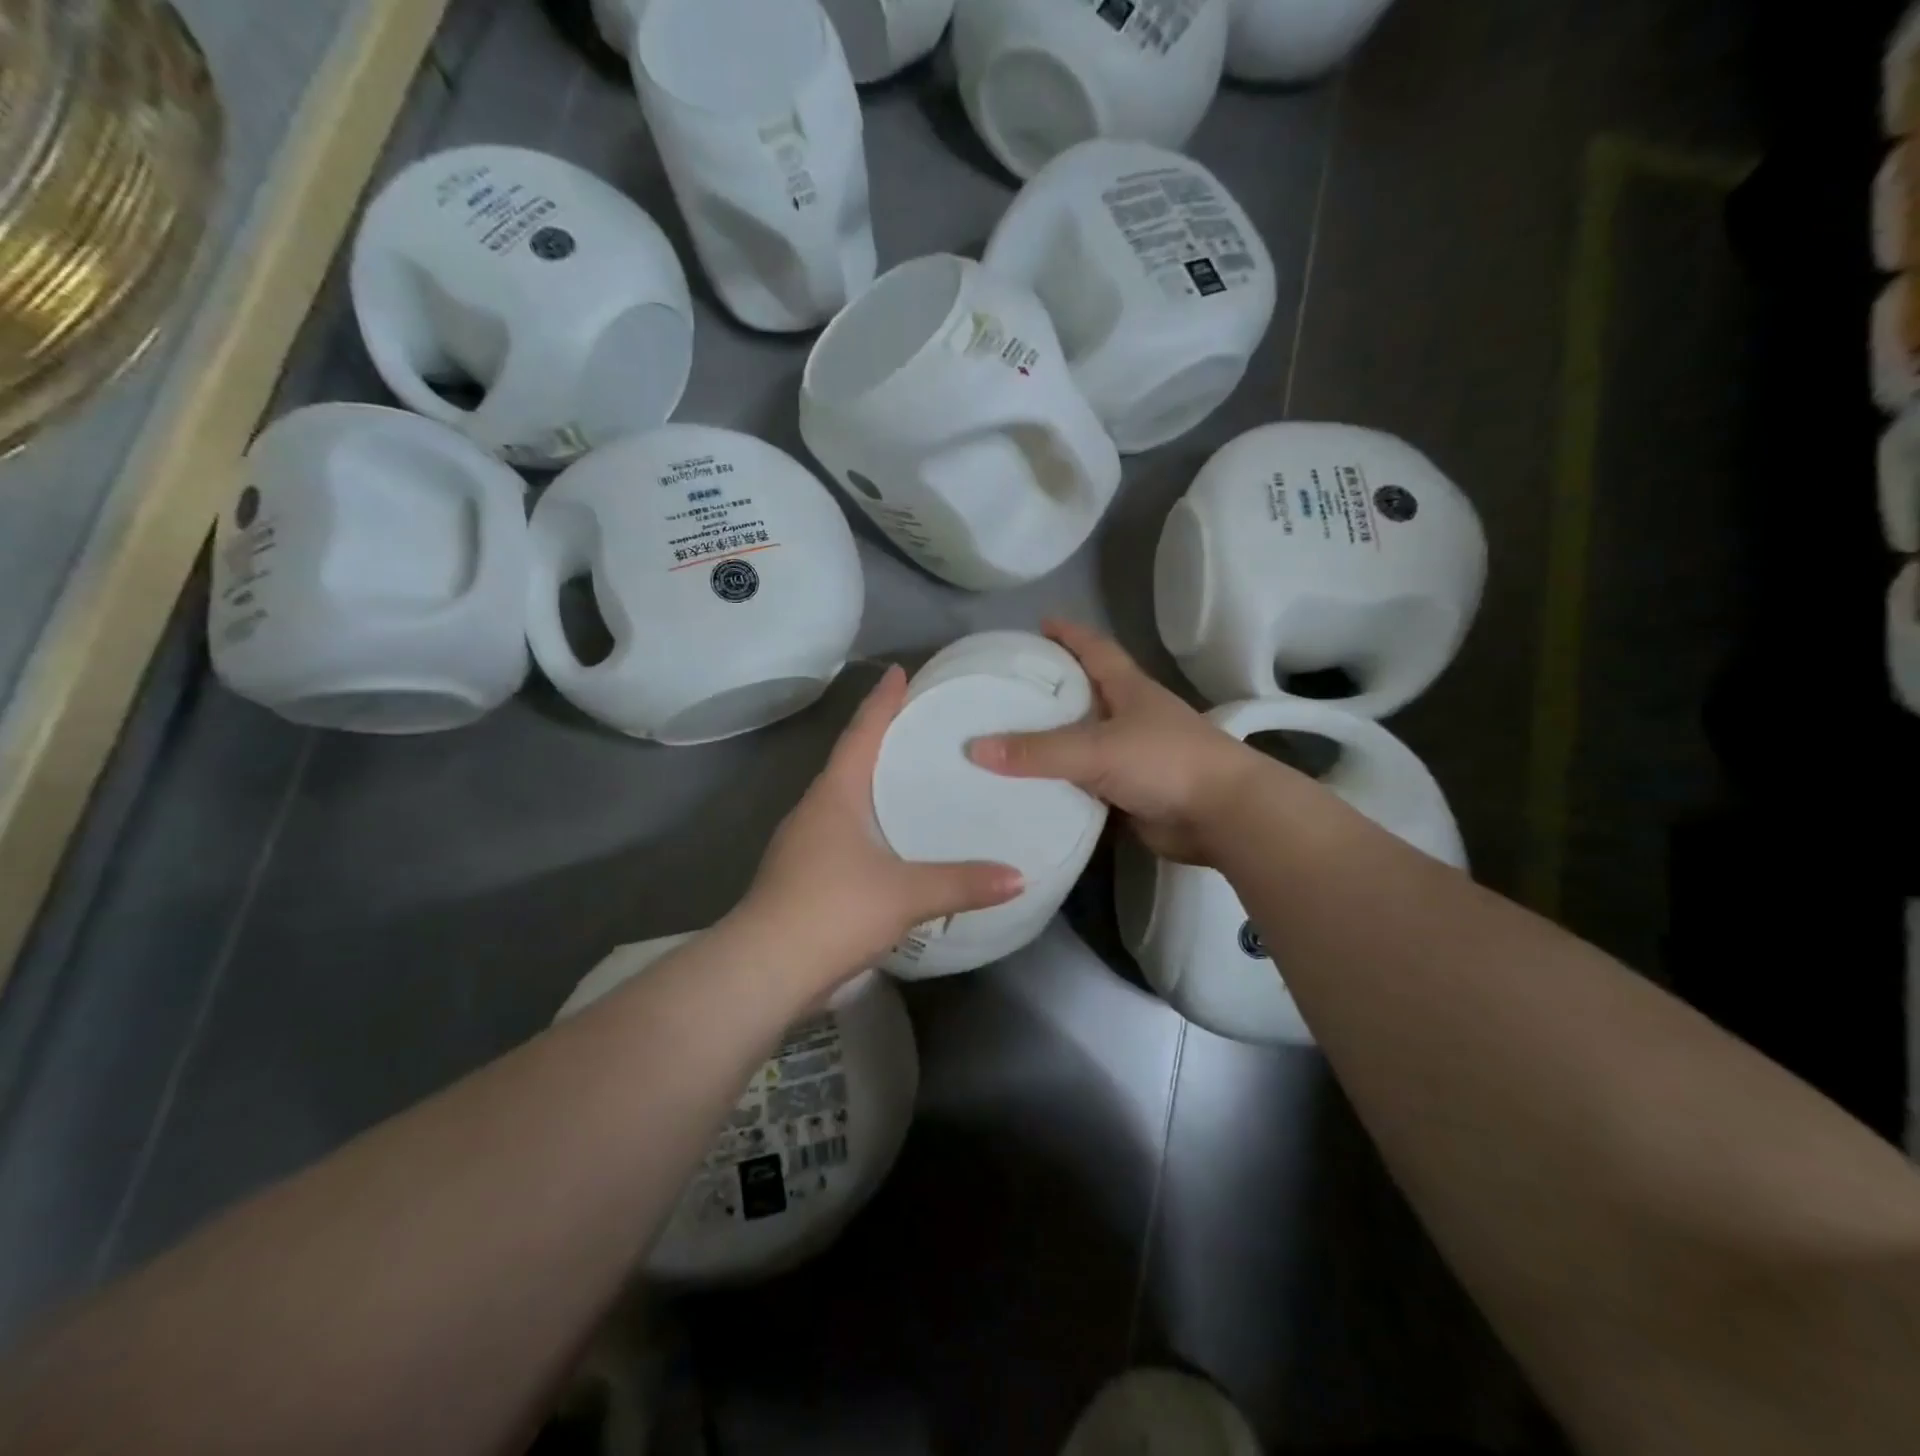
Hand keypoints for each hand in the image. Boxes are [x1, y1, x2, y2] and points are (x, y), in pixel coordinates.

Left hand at [733, 665, 1023, 987]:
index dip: (881, 701)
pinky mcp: (803, 875)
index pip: (861, 733)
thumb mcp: (906, 894)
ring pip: (844, 799)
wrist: (765, 969)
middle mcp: (815, 809)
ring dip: (872, 783)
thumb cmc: (833, 909)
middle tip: (920, 724)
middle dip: (880, 738)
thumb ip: (963, 883)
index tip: (899, 672)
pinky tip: (891, 840)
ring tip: (912, 778)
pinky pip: (842, 832)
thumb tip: (1019, 877)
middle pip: (850, 761)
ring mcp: (804, 844)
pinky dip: (869, 822)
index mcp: (834, 795)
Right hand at [966, 620, 1264, 865]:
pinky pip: (1084, 784)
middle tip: (1004, 690)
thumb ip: (1038, 751)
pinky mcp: (1129, 793)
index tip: (1039, 623)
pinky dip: (1059, 784)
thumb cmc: (1166, 761)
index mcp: (1128, 689)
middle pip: (1084, 695)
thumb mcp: (1097, 748)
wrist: (1223, 816)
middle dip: (1051, 690)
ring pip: (1081, 743)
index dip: (1069, 634)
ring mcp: (1131, 757)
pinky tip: (1027, 789)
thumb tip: (974, 748)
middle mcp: (1129, 717)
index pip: (1095, 649)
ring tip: (1004, 739)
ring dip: (1051, 741)